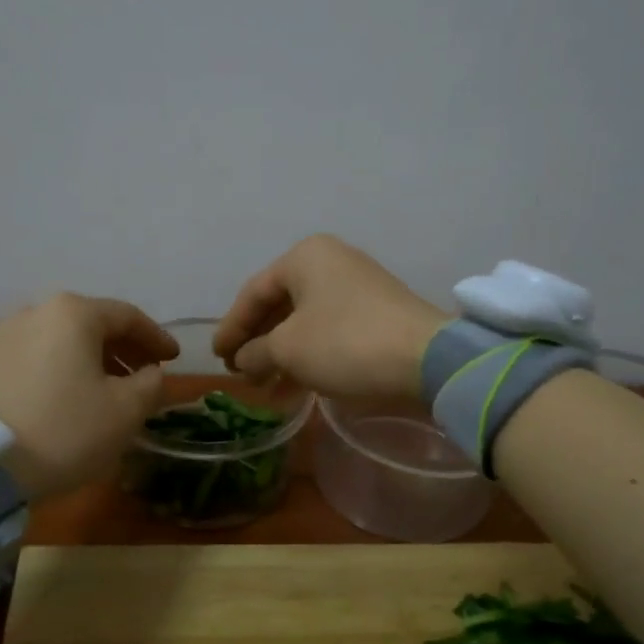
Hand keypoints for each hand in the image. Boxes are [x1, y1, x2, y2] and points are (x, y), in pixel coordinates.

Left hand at [0, 294, 177, 497]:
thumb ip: (151, 383)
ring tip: (113, 387)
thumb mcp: (127, 409)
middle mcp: (37, 311)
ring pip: (65, 339)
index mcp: (74, 313)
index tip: (174, 359)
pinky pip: (41, 354)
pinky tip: (76, 393)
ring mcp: (7, 335)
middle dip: (125, 348)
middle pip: (93, 323)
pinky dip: (66, 367)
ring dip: (95, 358)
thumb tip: (151, 373)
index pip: (128, 317)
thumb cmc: (68, 429)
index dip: (156, 338)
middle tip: (147, 373)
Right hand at [214, 235, 448, 400]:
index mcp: (305, 257)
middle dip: (257, 342)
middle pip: (279, 305)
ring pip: (305, 321)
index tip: (217, 358)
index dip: (231, 328)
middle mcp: (331, 263)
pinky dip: (308, 355)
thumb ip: (255, 352)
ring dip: (281, 354)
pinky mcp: (376, 314)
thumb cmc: (345, 343)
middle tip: (239, 372)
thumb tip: (244, 360)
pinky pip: (329, 331)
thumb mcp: (288, 349)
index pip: (253, 292)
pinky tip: (295, 385)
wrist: (426, 360)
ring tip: (263, 386)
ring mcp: (357, 287)